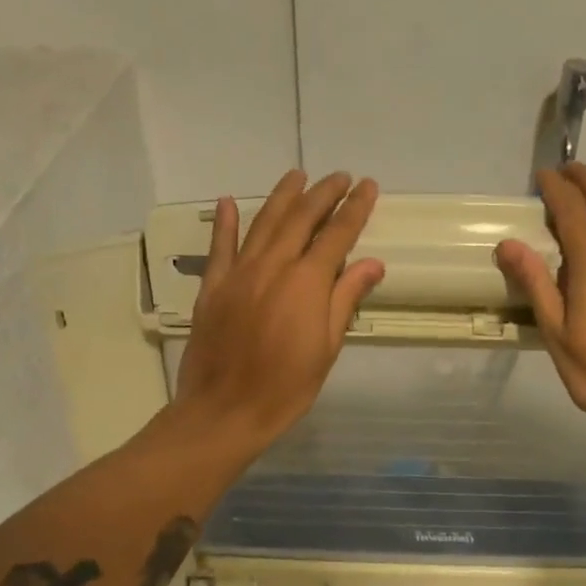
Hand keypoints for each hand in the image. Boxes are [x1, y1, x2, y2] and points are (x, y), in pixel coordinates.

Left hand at [170, 170, 384, 455]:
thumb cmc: (286, 387)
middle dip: (323, 193)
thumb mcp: (327, 348)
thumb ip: (345, 299)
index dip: (355, 209)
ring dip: (283, 197)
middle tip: (340, 176)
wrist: (225, 410)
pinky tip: (230, 202)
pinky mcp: (212, 287)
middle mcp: (272, 266)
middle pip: (301, 219)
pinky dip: (226, 223)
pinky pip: (220, 247)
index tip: (368, 187)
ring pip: (263, 223)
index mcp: (306, 282)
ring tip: (298, 175)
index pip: (337, 235)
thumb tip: (372, 263)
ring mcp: (238, 273)